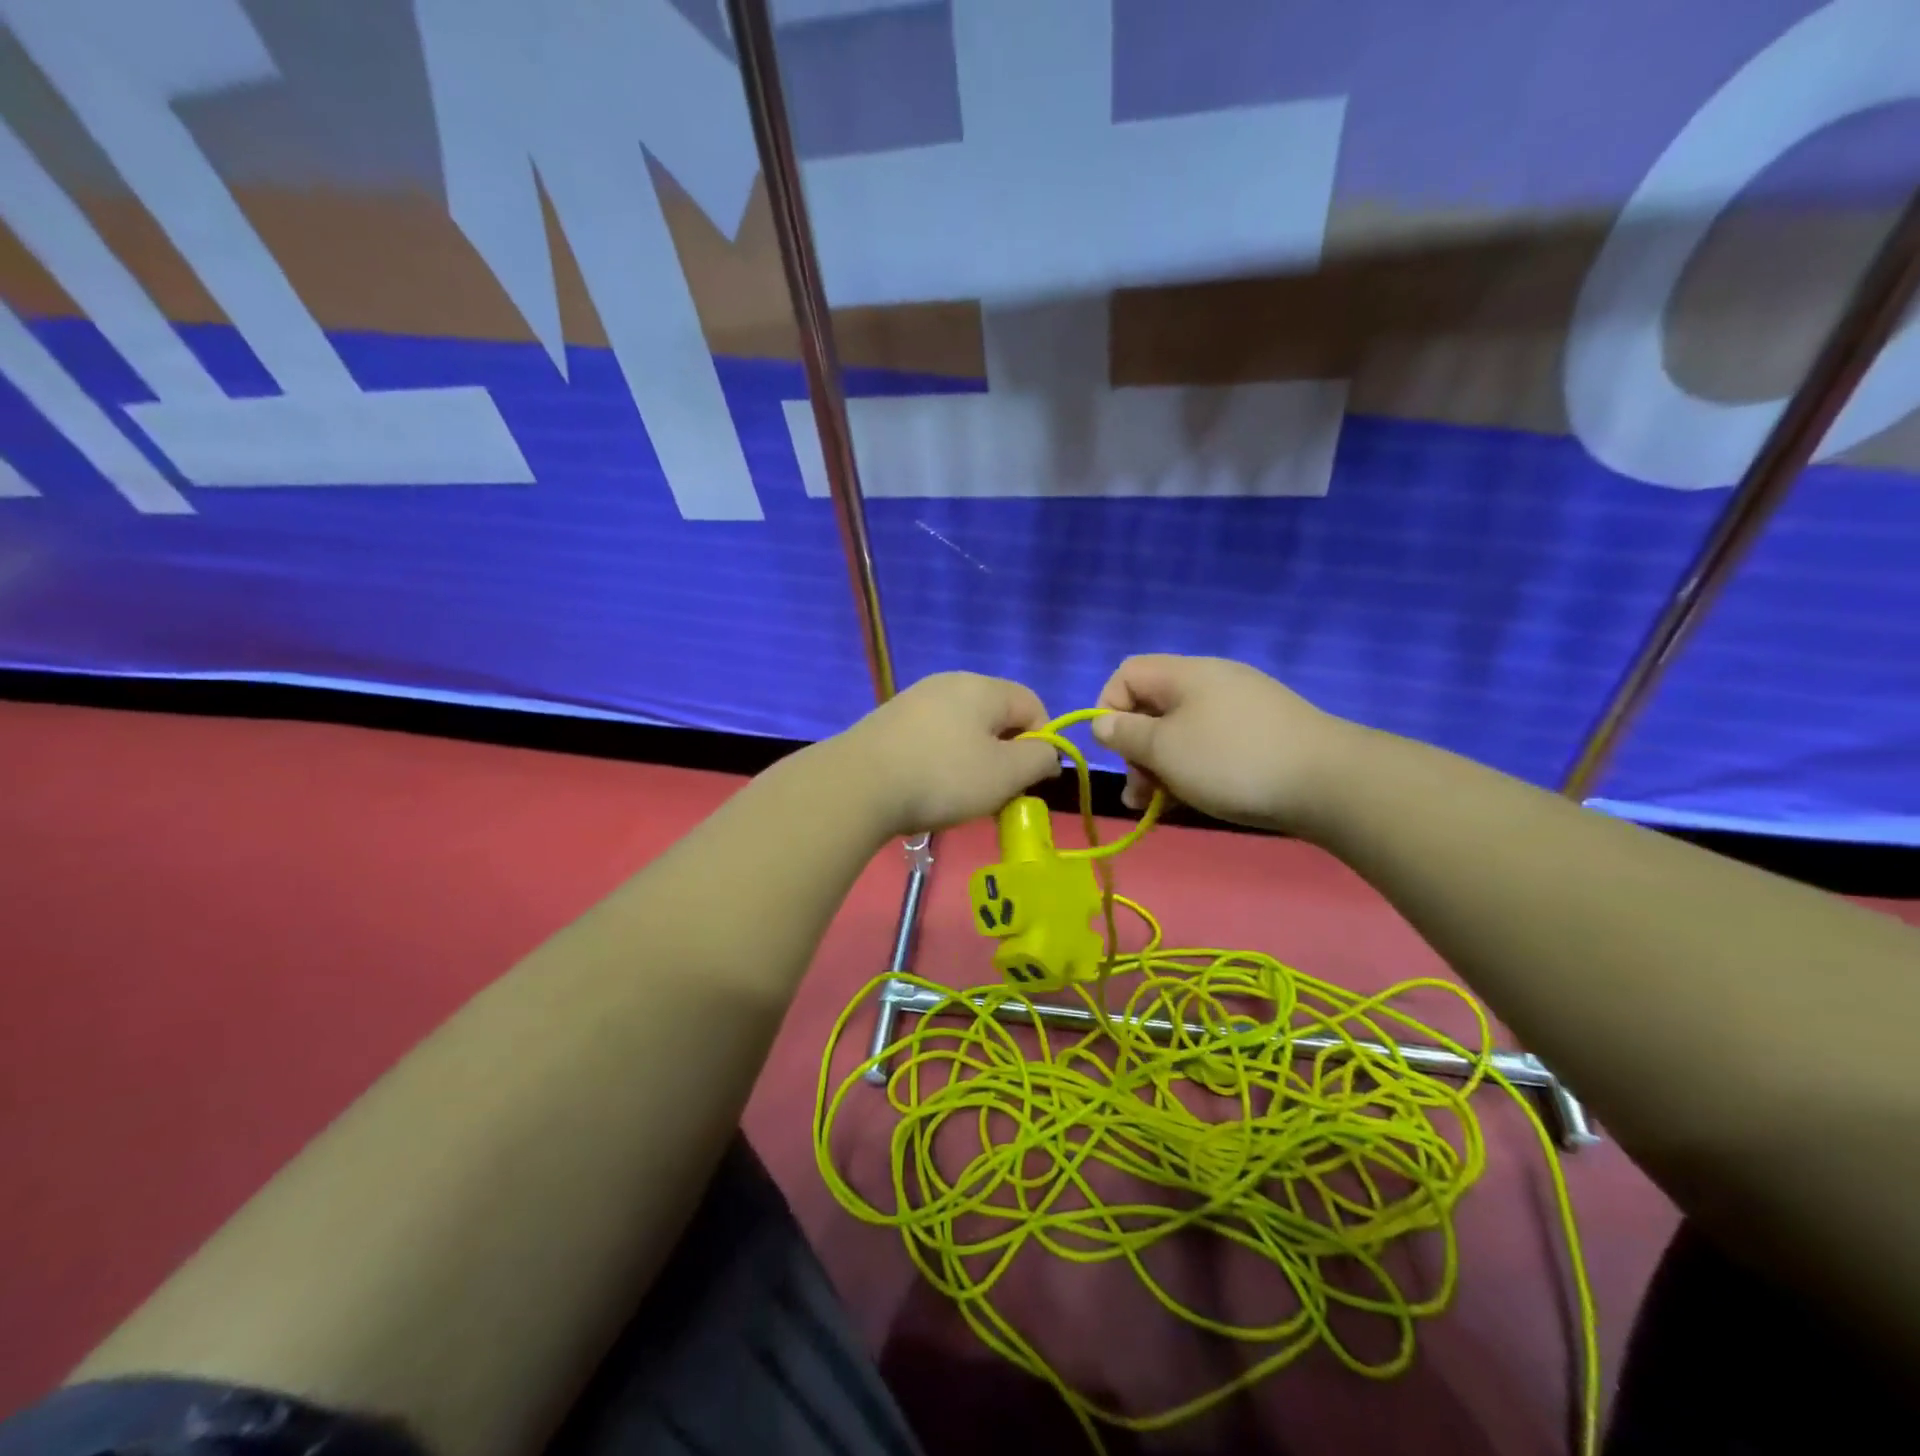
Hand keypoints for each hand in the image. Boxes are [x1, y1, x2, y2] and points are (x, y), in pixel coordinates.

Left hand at [839, 672, 1059, 835]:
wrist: (858, 784)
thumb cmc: (943, 777)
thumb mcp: (1006, 774)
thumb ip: (1039, 759)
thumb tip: (1047, 752)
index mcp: (983, 687)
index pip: (1033, 704)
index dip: (1042, 742)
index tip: (1029, 780)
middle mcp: (950, 683)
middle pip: (996, 715)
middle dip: (1005, 754)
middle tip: (996, 792)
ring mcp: (915, 699)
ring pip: (963, 728)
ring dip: (973, 760)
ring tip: (960, 796)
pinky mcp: (890, 720)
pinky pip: (933, 736)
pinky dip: (941, 760)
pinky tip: (927, 786)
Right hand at [1092, 655, 1360, 833]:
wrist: (1329, 782)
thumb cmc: (1231, 761)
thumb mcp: (1165, 749)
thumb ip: (1126, 734)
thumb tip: (1103, 722)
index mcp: (1184, 674)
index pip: (1126, 674)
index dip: (1108, 709)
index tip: (1116, 751)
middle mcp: (1211, 681)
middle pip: (1153, 706)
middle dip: (1136, 750)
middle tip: (1140, 792)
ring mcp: (1241, 707)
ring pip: (1181, 731)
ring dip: (1162, 767)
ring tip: (1161, 805)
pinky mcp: (1262, 733)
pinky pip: (1212, 744)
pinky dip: (1194, 769)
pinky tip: (1196, 799)